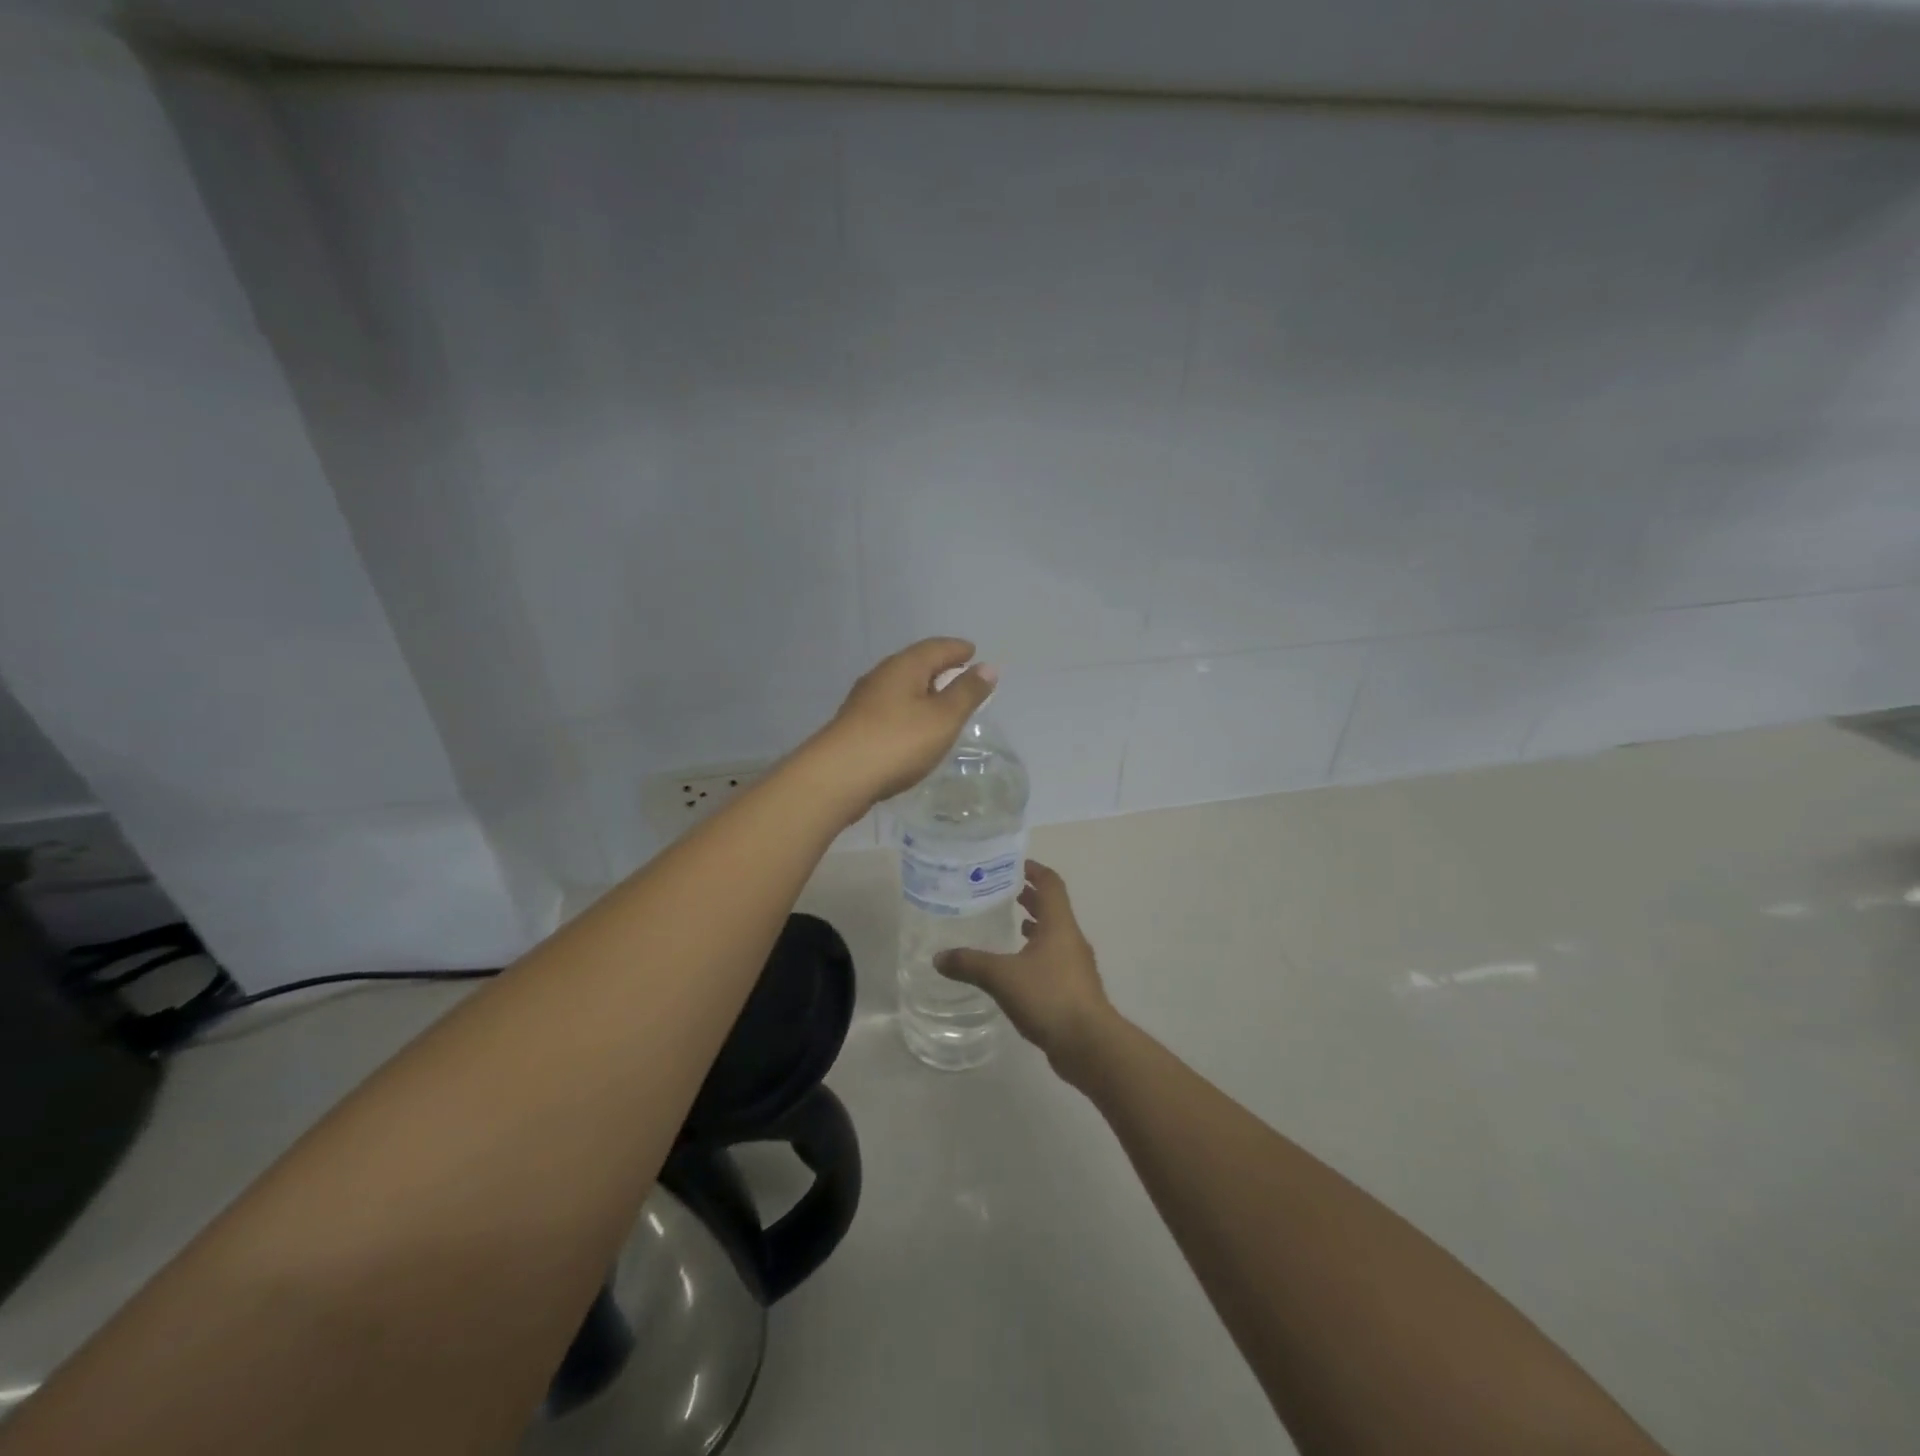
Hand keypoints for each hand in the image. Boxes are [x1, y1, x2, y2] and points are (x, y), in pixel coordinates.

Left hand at [810, 638, 997, 812]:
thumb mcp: (943, 718)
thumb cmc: (898, 742)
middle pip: (915, 663)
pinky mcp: (855, 725)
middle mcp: (881, 676)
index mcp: (904, 667)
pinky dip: (908, 709)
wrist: (839, 776)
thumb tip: (988, 666)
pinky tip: (912, 727)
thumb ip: (967, 692)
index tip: (972, 651)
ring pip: (900, 686)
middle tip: (959, 674)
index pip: (935, 647)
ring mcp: (864, 701)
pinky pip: (889, 707)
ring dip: (922, 689)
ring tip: (940, 701)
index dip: (957, 649)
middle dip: (938, 666)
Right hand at [936, 862, 1117, 1081]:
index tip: (1016, 864)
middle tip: (1006, 892)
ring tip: (1013, 925)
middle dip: (1032, 898)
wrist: (1089, 1044)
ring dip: (1036, 927)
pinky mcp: (1075, 990)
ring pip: (1054, 936)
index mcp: (1059, 925)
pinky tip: (1018, 969)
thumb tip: (939, 957)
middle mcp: (1071, 939)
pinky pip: (1054, 960)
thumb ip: (970, 964)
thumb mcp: (1002, 977)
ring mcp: (1076, 966)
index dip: (1035, 871)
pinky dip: (1038, 954)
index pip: (1051, 884)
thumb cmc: (1049, 997)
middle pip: (1053, 908)